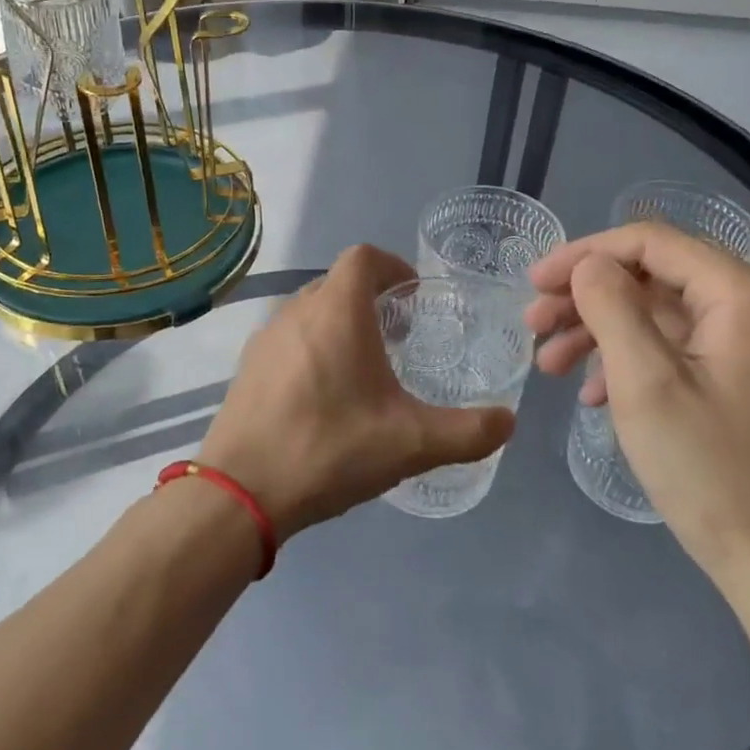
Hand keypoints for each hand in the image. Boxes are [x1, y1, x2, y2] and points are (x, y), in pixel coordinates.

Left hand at [199, 245, 515, 538]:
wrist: (240, 492)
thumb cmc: (330, 449)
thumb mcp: (411, 444)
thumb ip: (468, 431)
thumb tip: (508, 422)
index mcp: (336, 311)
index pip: (363, 257)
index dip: (392, 265)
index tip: (414, 295)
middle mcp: (297, 311)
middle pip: (338, 283)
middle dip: (371, 299)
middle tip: (398, 337)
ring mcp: (265, 338)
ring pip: (310, 311)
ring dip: (340, 324)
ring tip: (364, 368)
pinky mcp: (247, 367)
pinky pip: (288, 339)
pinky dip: (312, 348)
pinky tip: (323, 397)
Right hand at [525, 224, 749, 606]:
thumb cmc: (713, 470)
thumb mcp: (646, 382)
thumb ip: (611, 306)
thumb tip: (589, 264)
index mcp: (743, 293)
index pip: (650, 242)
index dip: (583, 254)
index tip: (533, 282)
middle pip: (653, 275)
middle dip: (586, 296)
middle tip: (532, 325)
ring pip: (658, 313)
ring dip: (599, 330)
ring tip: (549, 365)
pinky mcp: (744, 378)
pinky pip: (675, 348)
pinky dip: (628, 360)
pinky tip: (592, 393)